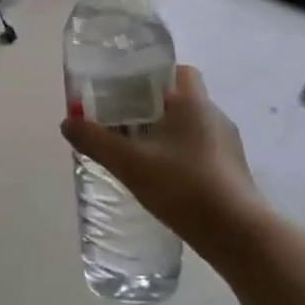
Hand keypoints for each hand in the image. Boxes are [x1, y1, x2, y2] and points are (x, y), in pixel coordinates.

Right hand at [61, 66, 273, 261]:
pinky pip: (200, 152)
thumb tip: (67, 123)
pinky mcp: (231, 172)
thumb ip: (95, 141)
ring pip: (190, 128)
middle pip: (179, 100)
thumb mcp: (130, 163)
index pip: (178, 71)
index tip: (126, 91)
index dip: (152, 76)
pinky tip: (161, 179)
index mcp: (193, 103)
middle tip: (120, 123)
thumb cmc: (184, 186)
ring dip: (165, 135)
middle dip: (150, 108)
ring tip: (136, 153)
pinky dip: (180, 157)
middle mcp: (214, 116)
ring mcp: (227, 145)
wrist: (237, 233)